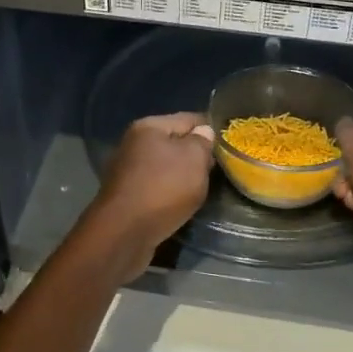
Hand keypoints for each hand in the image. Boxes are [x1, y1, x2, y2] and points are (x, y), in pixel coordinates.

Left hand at [91, 113, 215, 259]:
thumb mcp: (194, 158)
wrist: (124, 233)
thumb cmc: (163, 188)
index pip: (188, 118)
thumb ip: (202, 142)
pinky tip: (181, 204)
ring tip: (203, 189)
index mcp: (148, 127)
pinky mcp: (126, 197)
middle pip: (174, 143)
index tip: (228, 143)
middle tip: (217, 170)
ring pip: (165, 168)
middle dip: (196, 155)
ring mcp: (127, 171)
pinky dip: (169, 193)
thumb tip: (203, 132)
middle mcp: (133, 144)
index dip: (210, 129)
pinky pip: (156, 188)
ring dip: (183, 177)